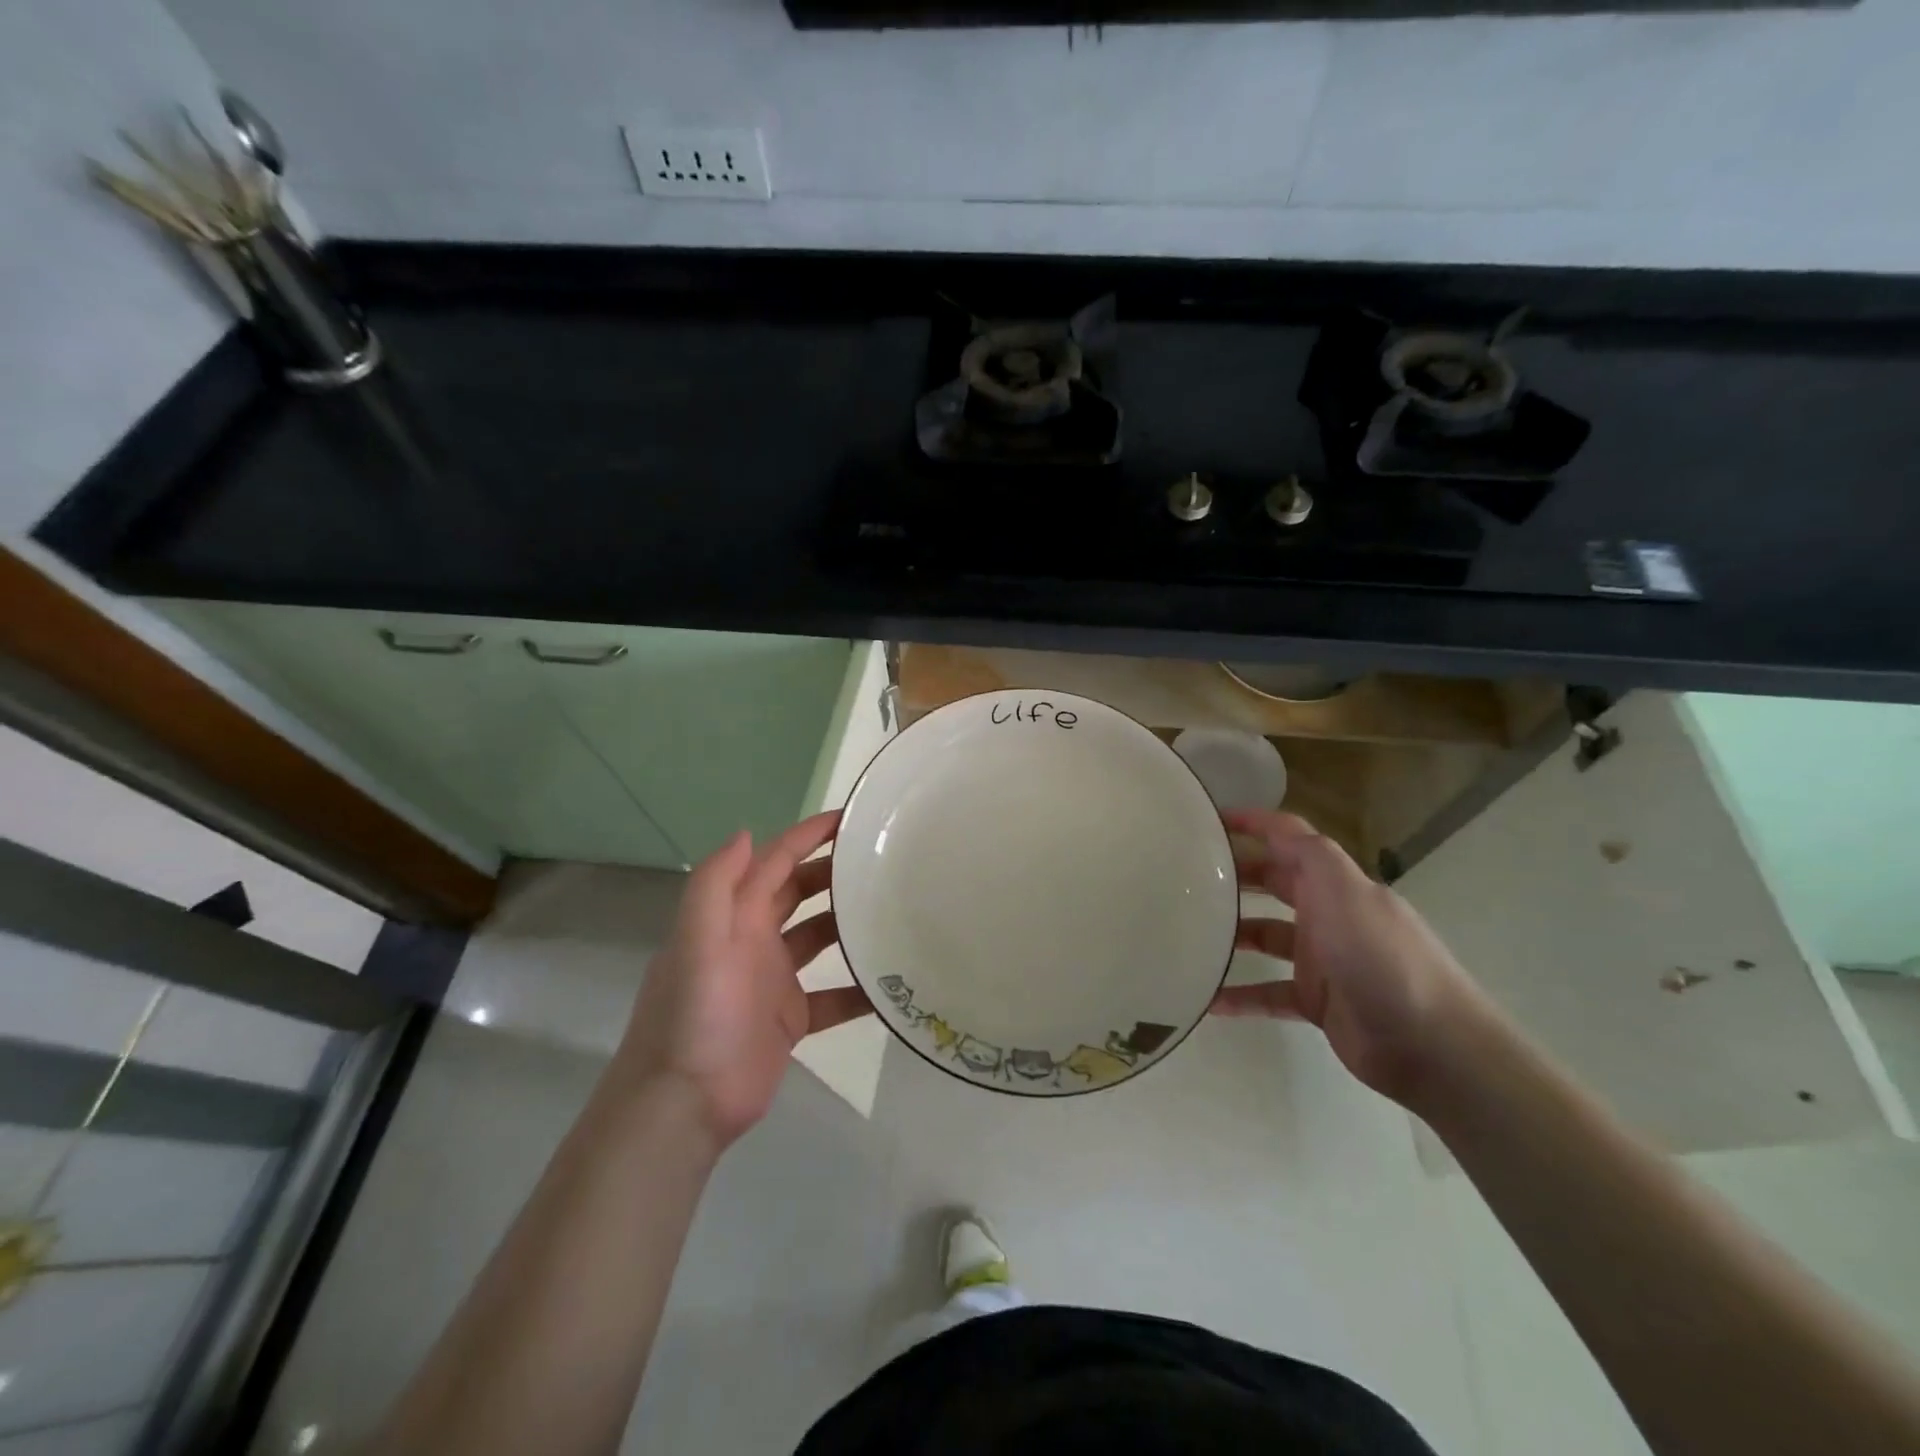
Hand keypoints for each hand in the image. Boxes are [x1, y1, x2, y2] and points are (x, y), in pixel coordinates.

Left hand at [615, 811, 873, 1147]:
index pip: (774, 861)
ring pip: (819, 939)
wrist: (682, 1104)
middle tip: (881, 861)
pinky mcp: (790, 1020)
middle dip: (833, 872)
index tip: (850, 819)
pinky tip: (894, 984)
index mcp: (733, 916)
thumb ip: (715, 884)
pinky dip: (859, 989)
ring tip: (894, 910)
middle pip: (799, 892)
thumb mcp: (695, 941)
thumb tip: (747, 833)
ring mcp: (773, 981)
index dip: (807, 836)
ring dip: (849, 924)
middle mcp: (754, 940)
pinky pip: (834, 996)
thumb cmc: (693, 1015)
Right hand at [1210, 808, 1488, 1104]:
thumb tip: (1273, 828)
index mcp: (1336, 884)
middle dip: (1237, 875)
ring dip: (1232, 934)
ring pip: (1266, 936)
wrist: (1431, 1047)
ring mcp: (1323, 960)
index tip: (1209, 819)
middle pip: (1275, 884)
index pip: (1291, 839)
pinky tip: (1207, 1000)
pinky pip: (1268, 992)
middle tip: (1187, 875)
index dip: (1255, 824)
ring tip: (1188, 932)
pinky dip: (1240, 995)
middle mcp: (1329, 914)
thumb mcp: (1345, 893)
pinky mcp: (1317, 1002)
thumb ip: (1310, 855)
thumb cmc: (1382, 959)